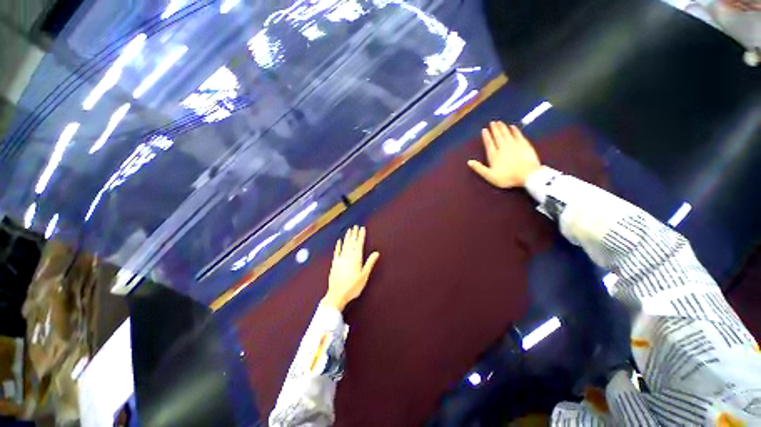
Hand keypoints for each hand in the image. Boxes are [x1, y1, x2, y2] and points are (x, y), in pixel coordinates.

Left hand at [322, 226, 379, 311]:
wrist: (337, 295)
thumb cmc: (353, 287)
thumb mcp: (364, 276)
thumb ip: (370, 263)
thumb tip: (376, 253)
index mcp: (356, 259)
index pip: (359, 244)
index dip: (361, 236)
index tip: (362, 228)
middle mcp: (348, 257)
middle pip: (351, 243)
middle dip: (354, 234)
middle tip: (355, 226)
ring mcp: (340, 260)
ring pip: (344, 245)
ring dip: (347, 237)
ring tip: (349, 230)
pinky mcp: (334, 264)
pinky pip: (336, 252)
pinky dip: (338, 246)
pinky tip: (339, 241)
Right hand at [467, 121, 541, 188]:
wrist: (527, 174)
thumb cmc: (506, 177)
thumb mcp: (489, 175)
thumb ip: (479, 168)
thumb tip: (469, 161)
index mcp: (493, 155)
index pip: (489, 143)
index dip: (486, 136)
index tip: (484, 129)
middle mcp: (503, 147)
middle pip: (498, 136)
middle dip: (494, 129)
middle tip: (492, 122)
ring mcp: (514, 144)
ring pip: (507, 133)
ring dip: (503, 127)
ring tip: (499, 122)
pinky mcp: (524, 144)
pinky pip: (518, 134)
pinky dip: (515, 130)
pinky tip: (513, 126)